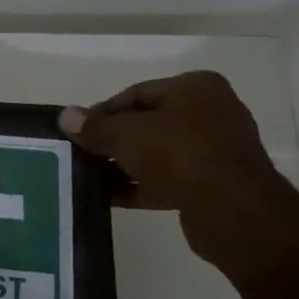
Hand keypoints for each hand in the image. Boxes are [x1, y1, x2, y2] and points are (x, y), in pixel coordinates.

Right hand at [58, 71, 298, 272]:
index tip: (77, 133)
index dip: (102, 113)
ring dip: (125, 166)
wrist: (233, 211)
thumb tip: (65, 116)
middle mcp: (211, 112)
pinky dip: (141, 186)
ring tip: (91, 178)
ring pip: (157, 153)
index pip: (135, 94)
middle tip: (83, 155)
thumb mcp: (127, 135)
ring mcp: (216, 149)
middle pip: (147, 123)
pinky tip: (111, 198)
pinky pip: (169, 179)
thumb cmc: (180, 156)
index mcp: (195, 88)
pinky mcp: (214, 183)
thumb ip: (95, 126)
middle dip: (113, 141)